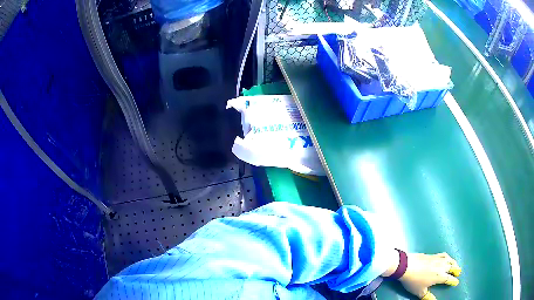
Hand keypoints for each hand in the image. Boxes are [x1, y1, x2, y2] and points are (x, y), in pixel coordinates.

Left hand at [399, 252, 460, 299]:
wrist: (407, 266)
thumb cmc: (414, 281)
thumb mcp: (420, 292)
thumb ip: (428, 297)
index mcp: (440, 276)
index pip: (449, 279)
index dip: (453, 281)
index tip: (456, 282)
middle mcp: (442, 266)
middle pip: (451, 268)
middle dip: (456, 270)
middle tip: (459, 272)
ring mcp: (438, 259)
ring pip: (449, 260)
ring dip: (454, 263)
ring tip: (455, 265)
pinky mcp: (433, 254)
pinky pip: (444, 255)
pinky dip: (448, 257)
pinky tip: (447, 258)